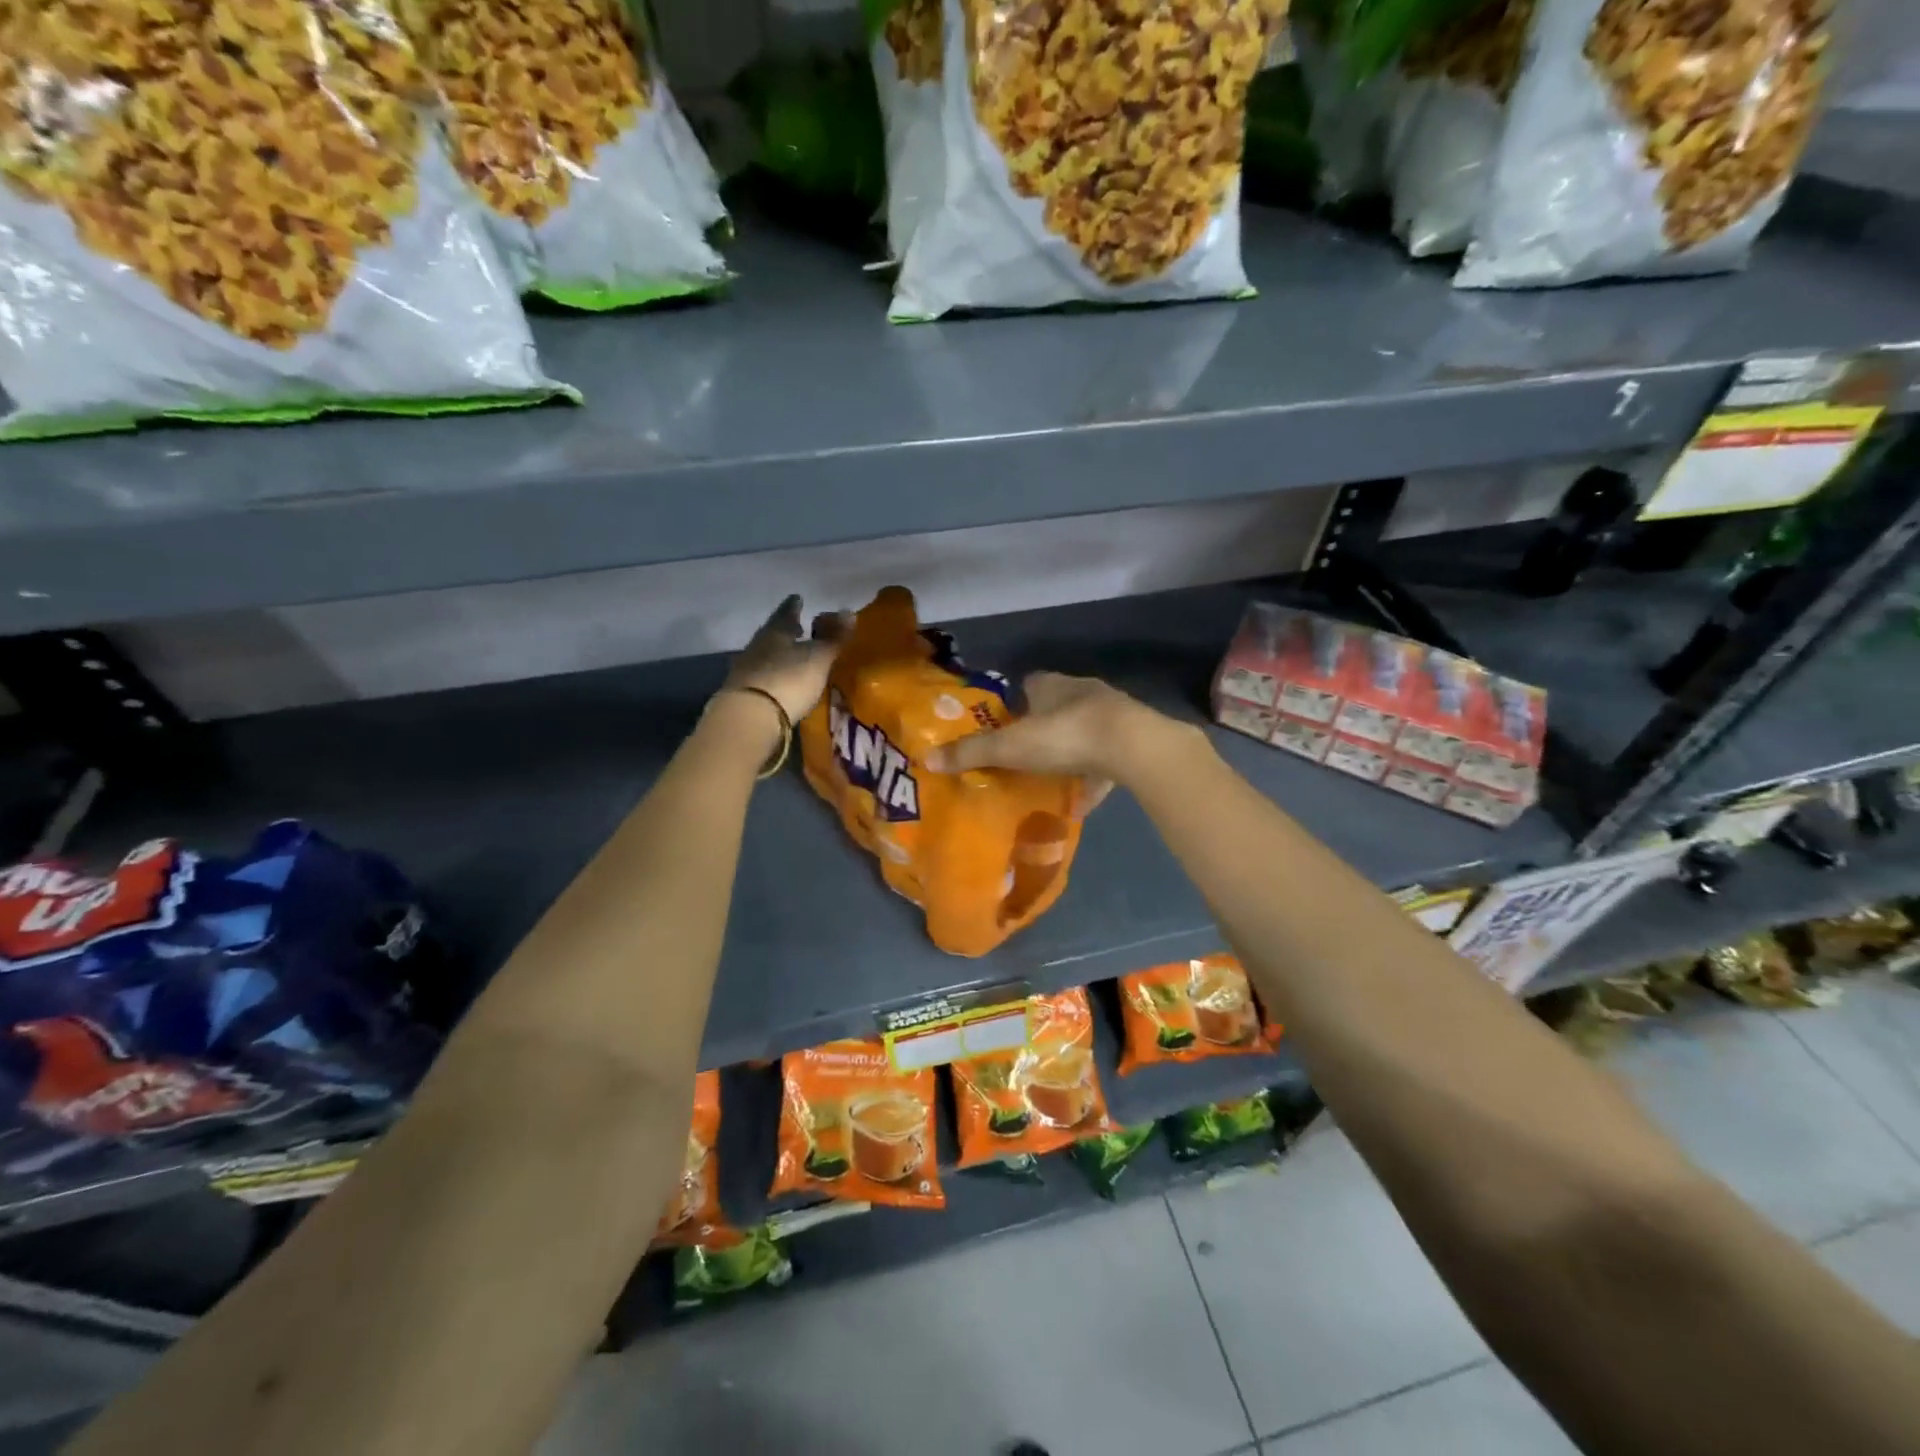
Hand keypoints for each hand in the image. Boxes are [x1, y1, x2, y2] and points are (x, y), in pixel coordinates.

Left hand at [720, 595, 847, 724]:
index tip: (798, 598)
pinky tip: (782, 679)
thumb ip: (834, 638)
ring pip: (766, 654)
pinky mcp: (744, 693)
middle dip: (786, 630)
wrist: (750, 717)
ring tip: (793, 655)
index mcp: (775, 631)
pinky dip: (774, 674)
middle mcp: (758, 645)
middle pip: (773, 633)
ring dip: (779, 653)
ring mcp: (747, 669)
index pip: (786, 612)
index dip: (794, 606)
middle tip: (798, 627)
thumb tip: (849, 612)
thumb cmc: (789, 679)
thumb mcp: (818, 658)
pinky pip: (762, 675)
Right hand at [924, 672, 1188, 802]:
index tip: (1003, 726)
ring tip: (1051, 778)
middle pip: (1056, 706)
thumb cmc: (1064, 736)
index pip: (1028, 684)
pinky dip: (1095, 777)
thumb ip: (971, 753)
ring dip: (1070, 751)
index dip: (1014, 703)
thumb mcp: (1010, 747)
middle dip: (1041, 728)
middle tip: (1023, 755)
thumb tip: (927, 758)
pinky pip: (1107, 759)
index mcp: (1051, 685)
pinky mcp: (1132, 739)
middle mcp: (1082, 692)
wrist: (1132, 746)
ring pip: (1084, 730)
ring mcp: (1111, 714)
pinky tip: (1083, 800)